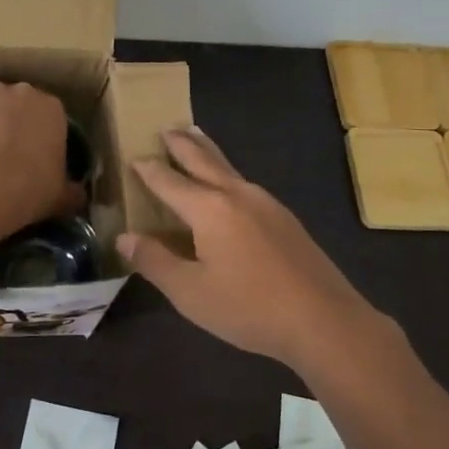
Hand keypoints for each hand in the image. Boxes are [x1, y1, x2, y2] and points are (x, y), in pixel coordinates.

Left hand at [0, 73, 80, 234]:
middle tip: (4, 143)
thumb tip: (79, 195)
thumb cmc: (33, 189)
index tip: (32, 149)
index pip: (48, 112)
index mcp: (54, 110)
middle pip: (17, 98)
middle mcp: (25, 92)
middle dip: (11, 115)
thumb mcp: (62, 195)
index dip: (38, 129)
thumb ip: (71, 191)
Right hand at [117, 128, 388, 371]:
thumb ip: (155, 261)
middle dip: (182, 144)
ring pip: (229, 168)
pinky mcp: (285, 219)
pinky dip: (227, 173)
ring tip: (196, 139)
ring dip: (207, 152)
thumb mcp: (190, 292)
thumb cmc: (249, 307)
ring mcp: (266, 204)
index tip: (132, 157)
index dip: (148, 170)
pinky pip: (245, 184)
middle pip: (203, 160)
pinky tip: (230, 187)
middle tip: (167, 128)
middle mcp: (237, 195)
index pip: (169, 181)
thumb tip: (124, 237)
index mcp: (209, 209)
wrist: (323, 320)